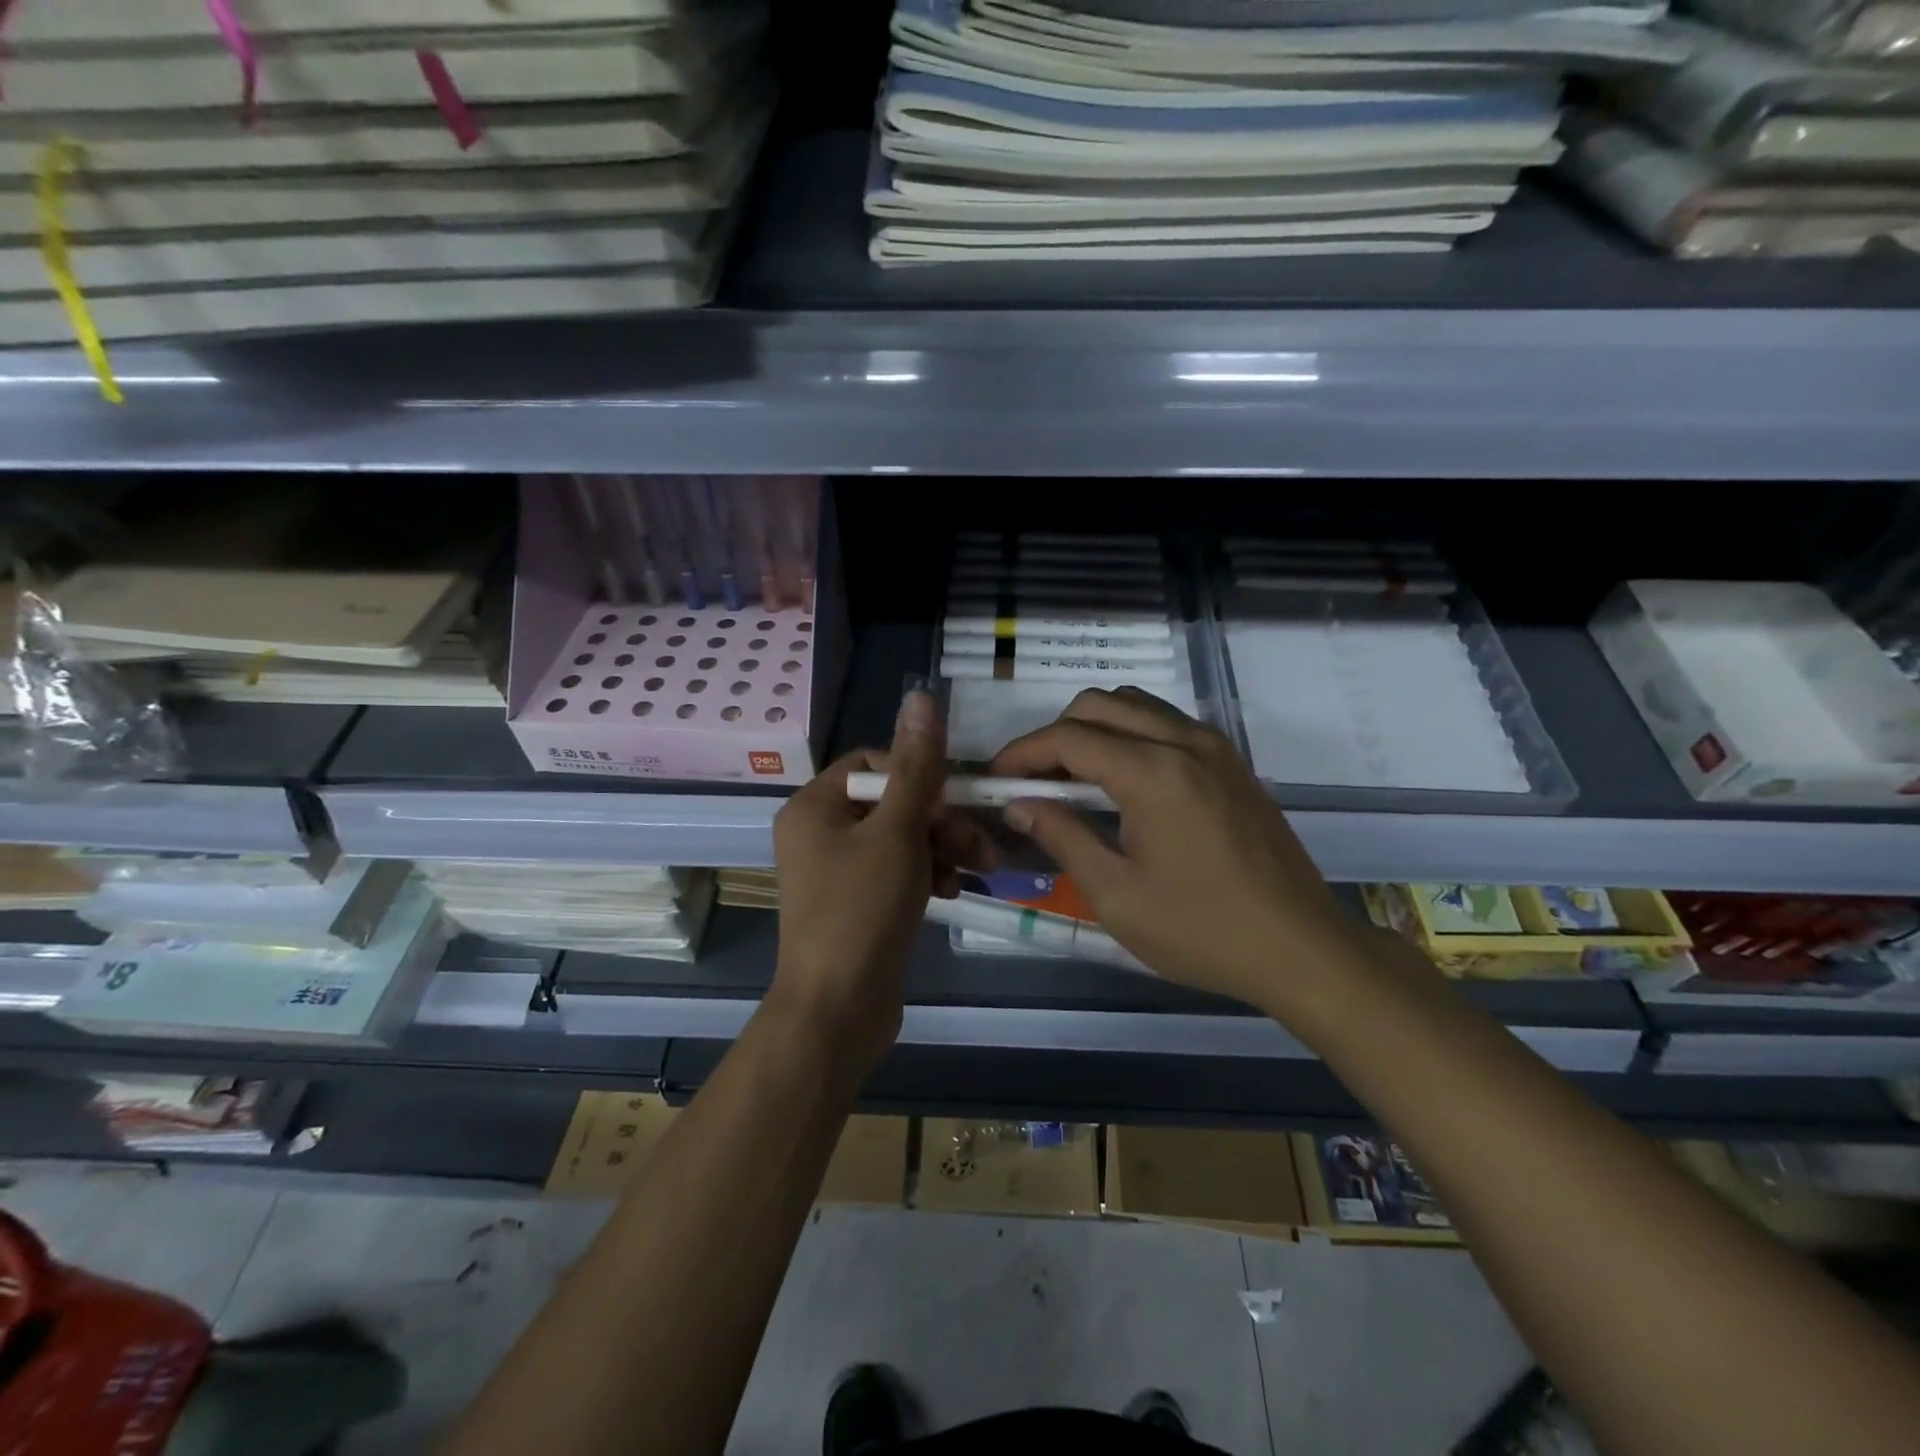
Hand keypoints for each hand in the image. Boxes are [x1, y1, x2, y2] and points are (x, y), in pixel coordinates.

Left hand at [770, 687, 990, 1072]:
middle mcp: (820, 832)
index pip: (874, 764)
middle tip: (984, 844)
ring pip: (902, 838)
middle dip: (942, 820)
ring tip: (982, 869)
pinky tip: (955, 891)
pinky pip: (899, 870)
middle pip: (892, 803)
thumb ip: (917, 767)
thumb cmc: (862, 911)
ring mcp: (838, 870)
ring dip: (944, 847)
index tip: (954, 801)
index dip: (919, 775)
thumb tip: (921, 697)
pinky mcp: (859, 902)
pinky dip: (929, 873)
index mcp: (814, 807)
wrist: (838, 1011)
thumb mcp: (897, 832)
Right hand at [989, 687, 1364, 1015]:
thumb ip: (1063, 837)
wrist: (1301, 947)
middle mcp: (1184, 742)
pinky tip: (1121, 782)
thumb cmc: (1201, 930)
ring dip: (1094, 729)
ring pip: (1135, 706)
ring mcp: (1214, 747)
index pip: (1069, 737)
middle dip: (1055, 734)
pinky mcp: (1231, 762)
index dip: (1023, 752)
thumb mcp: (1116, 895)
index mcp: (1153, 773)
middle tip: (1033, 781)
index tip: (995, 778)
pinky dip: (1130, 735)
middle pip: (1099, 705)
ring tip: (1072, 779)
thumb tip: (1020, 805)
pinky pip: (1166, 724)